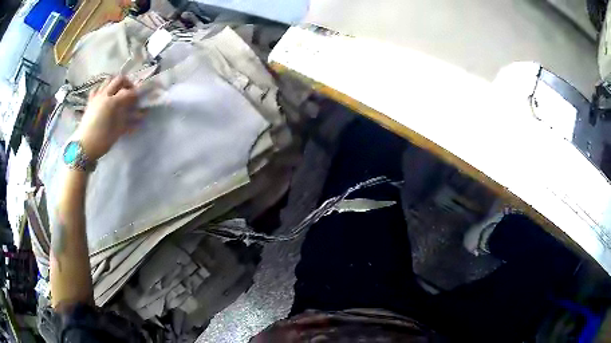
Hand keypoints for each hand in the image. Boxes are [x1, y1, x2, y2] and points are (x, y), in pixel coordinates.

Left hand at [74, 76, 140, 159]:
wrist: (84, 147)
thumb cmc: (102, 140)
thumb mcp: (118, 130)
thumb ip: (129, 119)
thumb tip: (141, 114)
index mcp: (112, 102)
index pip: (128, 92)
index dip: (136, 95)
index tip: (139, 101)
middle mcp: (105, 95)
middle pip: (119, 79)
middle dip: (127, 84)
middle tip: (130, 92)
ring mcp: (96, 96)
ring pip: (108, 80)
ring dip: (115, 84)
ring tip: (118, 92)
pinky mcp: (90, 101)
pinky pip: (97, 88)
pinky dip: (102, 89)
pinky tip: (104, 96)